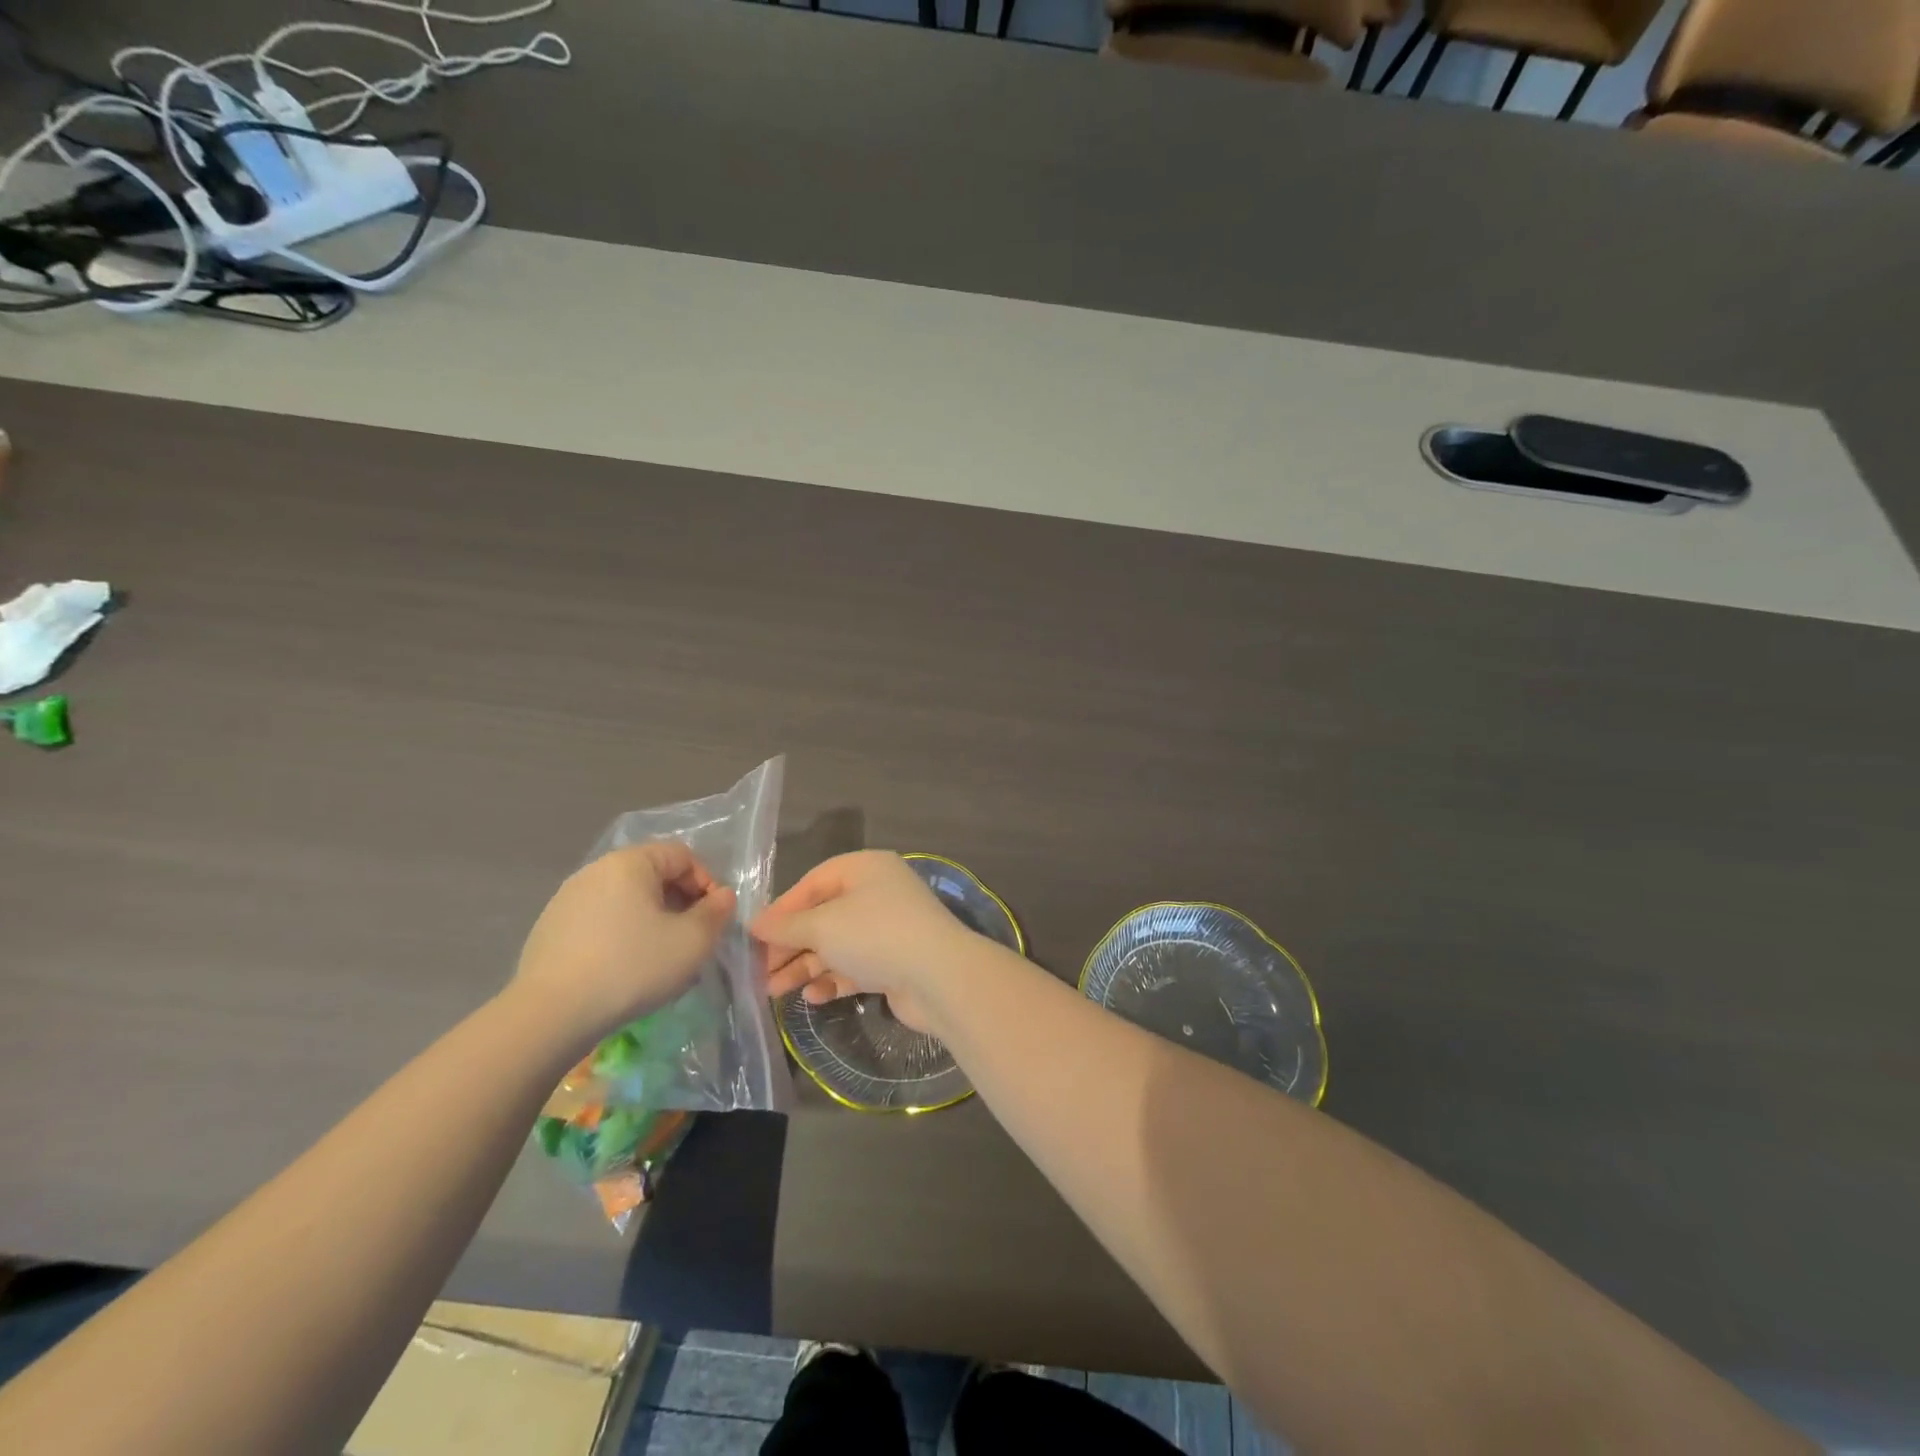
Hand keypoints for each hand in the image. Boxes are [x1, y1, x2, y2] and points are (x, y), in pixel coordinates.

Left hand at [512, 842, 735, 1049]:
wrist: (550, 1015)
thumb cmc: (632, 967)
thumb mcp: (692, 941)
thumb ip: (717, 912)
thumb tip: (722, 897)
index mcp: (630, 862)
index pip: (682, 855)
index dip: (706, 883)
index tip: (712, 920)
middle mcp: (595, 870)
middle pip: (653, 876)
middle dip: (679, 904)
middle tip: (691, 941)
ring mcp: (567, 899)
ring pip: (626, 901)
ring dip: (651, 922)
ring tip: (660, 959)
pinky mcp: (549, 929)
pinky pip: (600, 922)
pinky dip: (621, 937)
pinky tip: (624, 971)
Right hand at [752, 851, 974, 1032]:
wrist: (939, 977)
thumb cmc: (876, 935)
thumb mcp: (824, 925)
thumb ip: (787, 926)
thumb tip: (755, 925)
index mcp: (865, 868)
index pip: (813, 883)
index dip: (782, 910)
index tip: (753, 938)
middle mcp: (878, 893)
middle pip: (823, 916)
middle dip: (791, 945)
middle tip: (760, 972)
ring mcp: (889, 928)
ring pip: (837, 945)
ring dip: (805, 966)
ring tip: (774, 992)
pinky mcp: (895, 962)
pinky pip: (855, 967)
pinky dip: (833, 979)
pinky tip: (813, 997)